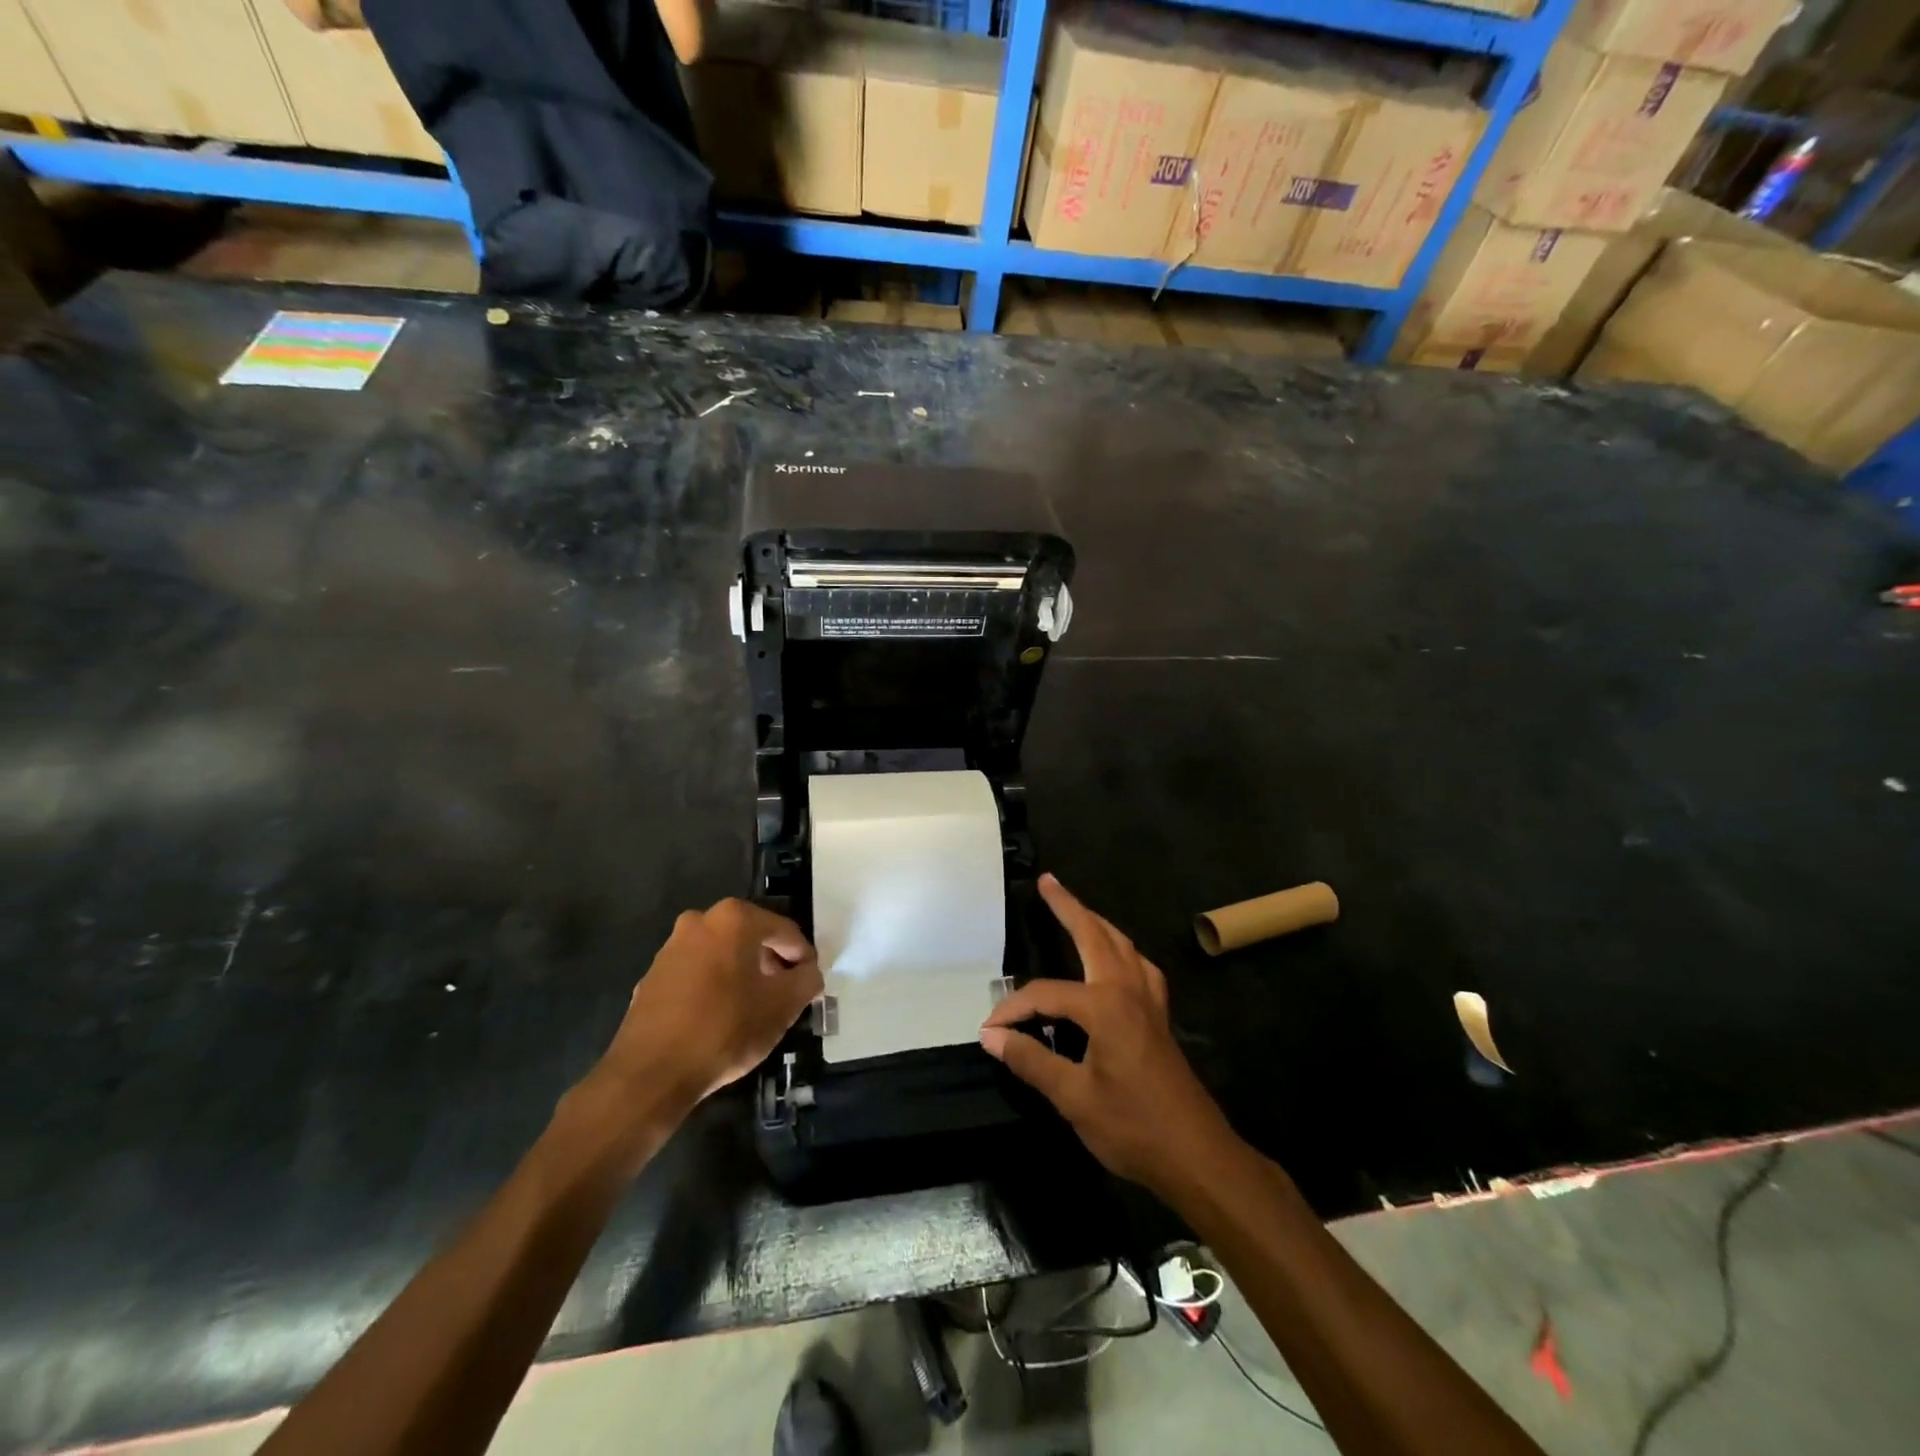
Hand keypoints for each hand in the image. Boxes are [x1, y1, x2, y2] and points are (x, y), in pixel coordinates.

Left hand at [595, 899, 822, 1108]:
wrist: (651, 1073)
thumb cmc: (725, 1029)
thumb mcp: (782, 1006)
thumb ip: (806, 981)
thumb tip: (809, 973)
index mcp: (734, 919)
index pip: (784, 931)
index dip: (803, 957)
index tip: (810, 982)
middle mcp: (700, 921)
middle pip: (750, 937)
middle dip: (771, 962)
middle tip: (785, 994)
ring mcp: (671, 947)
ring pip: (721, 954)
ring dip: (741, 973)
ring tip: (753, 1008)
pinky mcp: (652, 976)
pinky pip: (696, 974)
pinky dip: (713, 987)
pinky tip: (720, 1018)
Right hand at [980, 875, 1234, 1193]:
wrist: (1197, 1155)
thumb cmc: (1133, 1127)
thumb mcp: (1074, 1098)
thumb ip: (1032, 1061)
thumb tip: (992, 1036)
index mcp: (1105, 1005)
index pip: (1045, 995)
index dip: (1013, 1011)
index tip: (990, 1032)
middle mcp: (1128, 990)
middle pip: (1095, 935)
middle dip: (1069, 906)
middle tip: (1047, 882)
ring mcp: (1149, 1001)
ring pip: (1122, 945)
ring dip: (1097, 923)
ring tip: (1076, 910)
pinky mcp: (1159, 1017)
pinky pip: (1140, 967)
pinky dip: (1122, 951)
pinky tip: (1116, 962)